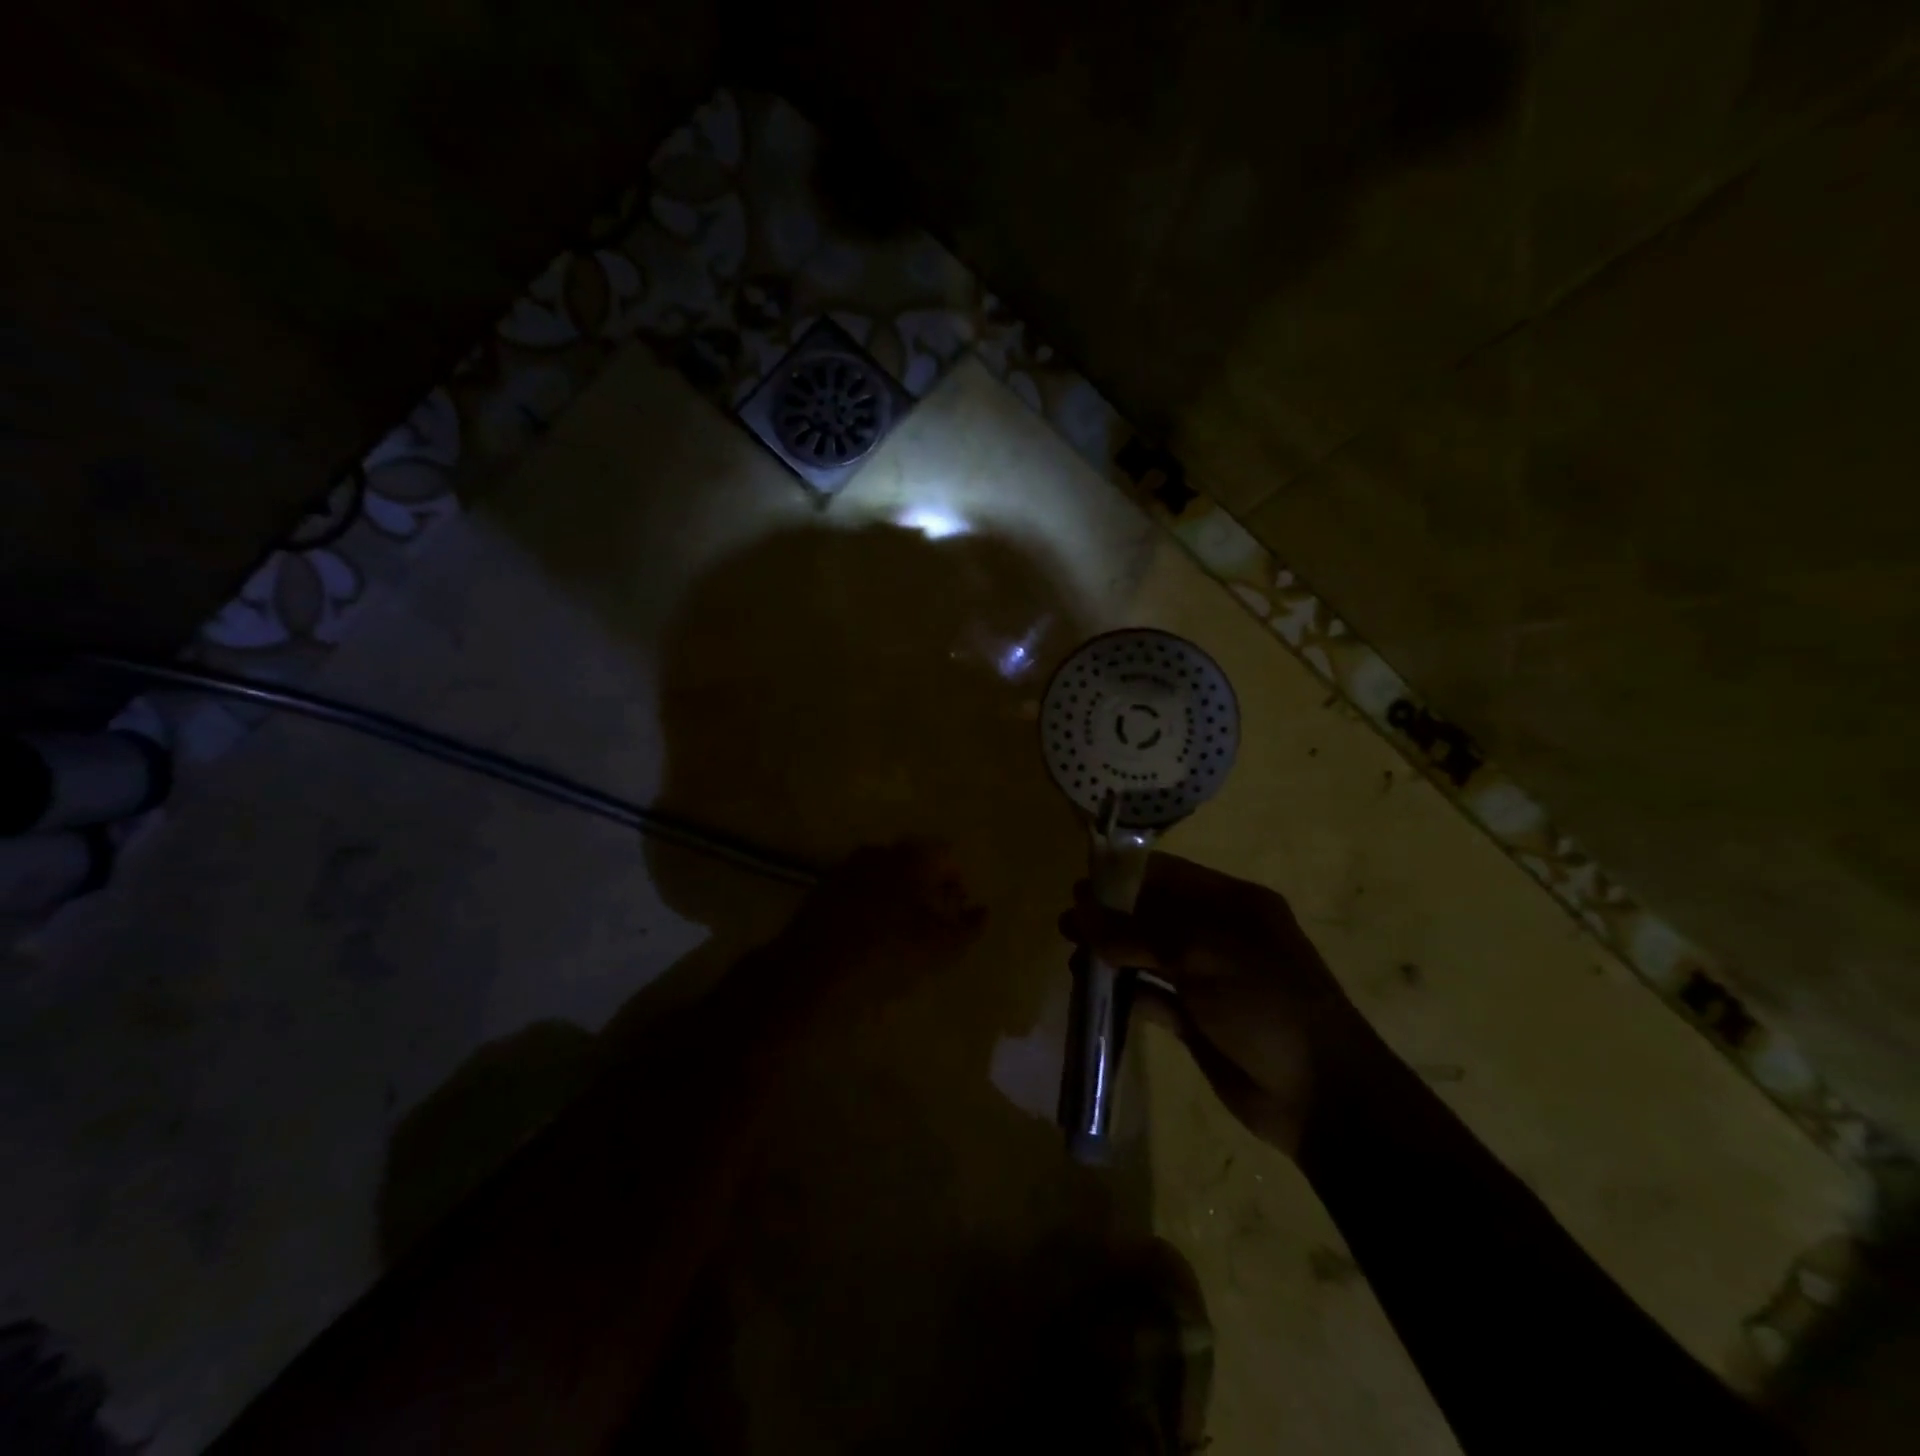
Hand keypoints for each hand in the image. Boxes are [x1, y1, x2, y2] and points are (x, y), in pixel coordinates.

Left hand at [774, 839, 986, 1016]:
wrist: (813, 972)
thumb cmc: (888, 953)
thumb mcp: (940, 948)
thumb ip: (968, 927)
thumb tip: (982, 912)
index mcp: (911, 857)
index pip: (944, 855)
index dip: (956, 880)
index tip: (958, 909)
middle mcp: (879, 852)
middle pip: (913, 863)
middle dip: (927, 888)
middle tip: (934, 922)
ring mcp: (847, 868)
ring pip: (884, 877)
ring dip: (898, 898)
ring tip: (903, 934)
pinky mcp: (823, 890)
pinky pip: (859, 892)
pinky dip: (871, 908)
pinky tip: (871, 939)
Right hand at [1059, 853, 1378, 1155]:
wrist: (1322, 1096)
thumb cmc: (1266, 1004)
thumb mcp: (1202, 955)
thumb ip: (1137, 933)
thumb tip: (1080, 912)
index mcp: (1233, 905)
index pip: (1169, 875)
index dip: (1123, 876)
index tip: (1080, 884)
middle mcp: (1219, 935)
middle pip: (1154, 915)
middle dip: (1110, 917)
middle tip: (1067, 924)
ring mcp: (1209, 979)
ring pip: (1149, 956)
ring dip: (1112, 955)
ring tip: (1071, 956)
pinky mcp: (1198, 1020)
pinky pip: (1153, 997)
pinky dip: (1124, 993)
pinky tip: (1092, 993)